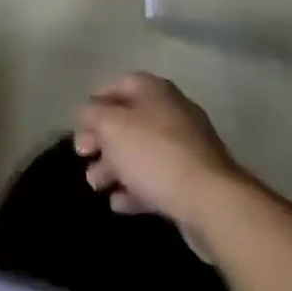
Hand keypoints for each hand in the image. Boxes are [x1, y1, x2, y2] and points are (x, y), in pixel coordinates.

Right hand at [74, 73, 248, 226]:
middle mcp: (172, 112)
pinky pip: (158, 179)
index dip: (96, 104)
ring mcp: (186, 148)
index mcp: (155, 90)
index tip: (80, 127)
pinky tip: (118, 204)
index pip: (119, 86)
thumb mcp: (111, 126)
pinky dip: (136, 189)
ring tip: (96, 187)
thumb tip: (89, 114)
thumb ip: (93, 115)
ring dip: (115, 168)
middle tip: (83, 158)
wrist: (211, 201)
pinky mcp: (194, 181)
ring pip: (142, 152)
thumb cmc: (154, 153)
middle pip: (129, 121)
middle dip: (103, 141)